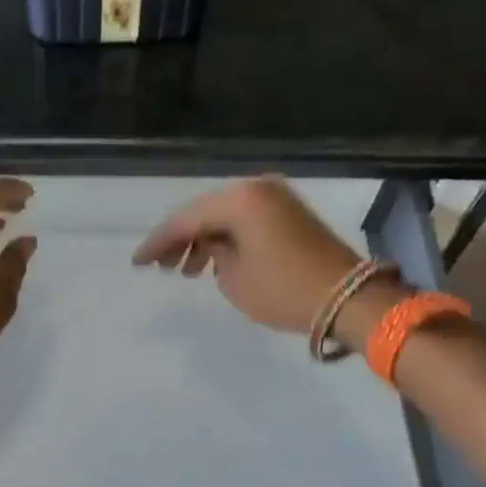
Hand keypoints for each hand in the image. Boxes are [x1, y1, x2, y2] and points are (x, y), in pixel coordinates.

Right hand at [131, 177, 365, 334]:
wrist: (348, 297)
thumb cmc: (284, 290)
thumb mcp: (234, 278)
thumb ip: (212, 256)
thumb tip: (212, 247)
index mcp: (240, 200)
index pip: (186, 219)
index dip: (159, 242)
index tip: (137, 262)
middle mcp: (256, 189)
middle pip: (204, 211)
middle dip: (179, 239)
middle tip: (159, 266)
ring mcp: (276, 198)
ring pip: (224, 215)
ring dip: (202, 240)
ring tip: (185, 271)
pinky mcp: (289, 213)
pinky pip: (245, 221)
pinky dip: (227, 239)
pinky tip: (214, 262)